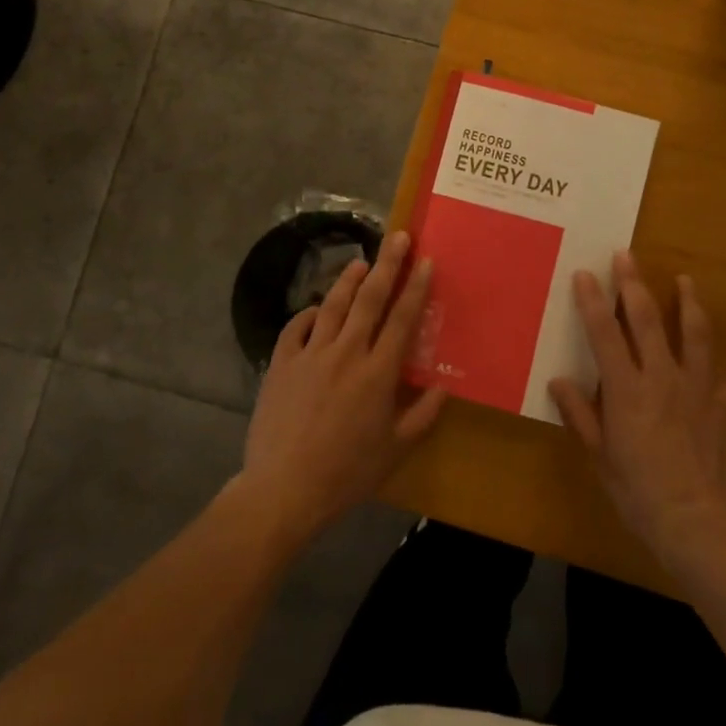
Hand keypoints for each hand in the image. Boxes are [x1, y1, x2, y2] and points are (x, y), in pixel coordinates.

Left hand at [238, 230, 446, 545]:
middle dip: (386, 264)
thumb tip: (443, 386)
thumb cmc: (347, 473)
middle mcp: (346, 353)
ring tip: (360, 261)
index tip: (425, 260)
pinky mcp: (281, 364)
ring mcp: (310, 355)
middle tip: (397, 237)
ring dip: (348, 280)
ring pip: (333, 305)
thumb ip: (422, 415)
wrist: (284, 489)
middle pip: (370, 299)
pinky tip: (316, 309)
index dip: (416, 287)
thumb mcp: (395, 451)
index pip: (402, 319)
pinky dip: (308, 313)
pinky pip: (296, 328)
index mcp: (378, 373)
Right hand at [550, 251, 725, 566]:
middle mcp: (661, 378)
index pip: (604, 334)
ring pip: (694, 335)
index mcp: (626, 390)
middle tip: (626, 255)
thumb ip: (581, 416)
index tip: (584, 273)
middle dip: (634, 284)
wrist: (700, 526)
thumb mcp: (601, 458)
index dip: (592, 301)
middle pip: (646, 321)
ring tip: (685, 280)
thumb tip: (559, 382)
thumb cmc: (640, 494)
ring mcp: (698, 390)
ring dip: (688, 304)